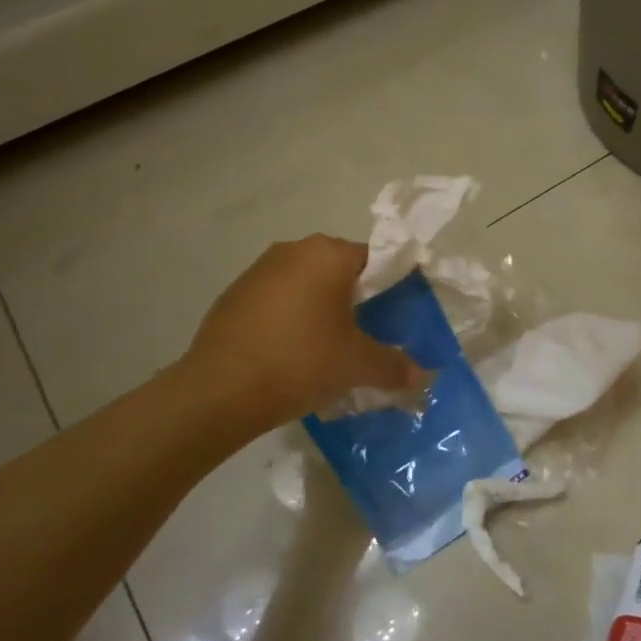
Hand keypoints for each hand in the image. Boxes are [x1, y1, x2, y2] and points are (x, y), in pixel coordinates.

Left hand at [179, 235, 422, 437]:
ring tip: (327, 347)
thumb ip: (393, 366)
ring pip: (304, 283)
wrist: (220, 391)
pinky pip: (276, 300)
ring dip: (319, 307)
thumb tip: (420, 377)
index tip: (395, 315)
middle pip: (338, 269)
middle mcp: (292, 250)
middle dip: (354, 298)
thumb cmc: (301, 362)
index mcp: (328, 254)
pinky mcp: (233, 295)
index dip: (389, 286)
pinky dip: (289, 318)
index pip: (374, 259)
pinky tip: (290, 353)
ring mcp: (257, 270)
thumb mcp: (357, 365)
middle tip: (365, 334)